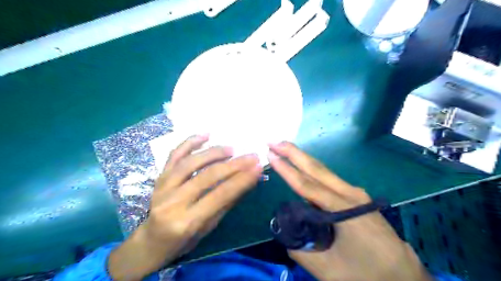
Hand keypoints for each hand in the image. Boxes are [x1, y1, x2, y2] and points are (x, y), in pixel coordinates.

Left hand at [107, 135, 263, 279]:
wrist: (151, 241)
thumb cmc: (183, 240)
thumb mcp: (208, 227)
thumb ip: (227, 202)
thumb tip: (248, 181)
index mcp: (187, 222)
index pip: (220, 195)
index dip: (241, 180)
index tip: (258, 167)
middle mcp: (172, 202)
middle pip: (207, 176)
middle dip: (234, 165)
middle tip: (252, 156)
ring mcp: (163, 187)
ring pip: (191, 162)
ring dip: (214, 152)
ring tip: (232, 149)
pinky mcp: (159, 177)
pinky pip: (174, 155)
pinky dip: (190, 142)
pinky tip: (206, 134)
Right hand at [268, 143, 432, 280]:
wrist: (404, 277)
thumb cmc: (367, 273)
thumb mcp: (328, 270)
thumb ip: (300, 249)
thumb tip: (285, 230)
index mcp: (342, 209)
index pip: (306, 185)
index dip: (286, 170)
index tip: (270, 155)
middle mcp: (350, 194)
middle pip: (316, 169)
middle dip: (293, 152)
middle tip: (273, 141)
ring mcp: (356, 194)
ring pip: (323, 171)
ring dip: (302, 159)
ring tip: (284, 149)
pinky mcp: (357, 197)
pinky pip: (330, 179)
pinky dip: (313, 170)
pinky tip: (303, 168)